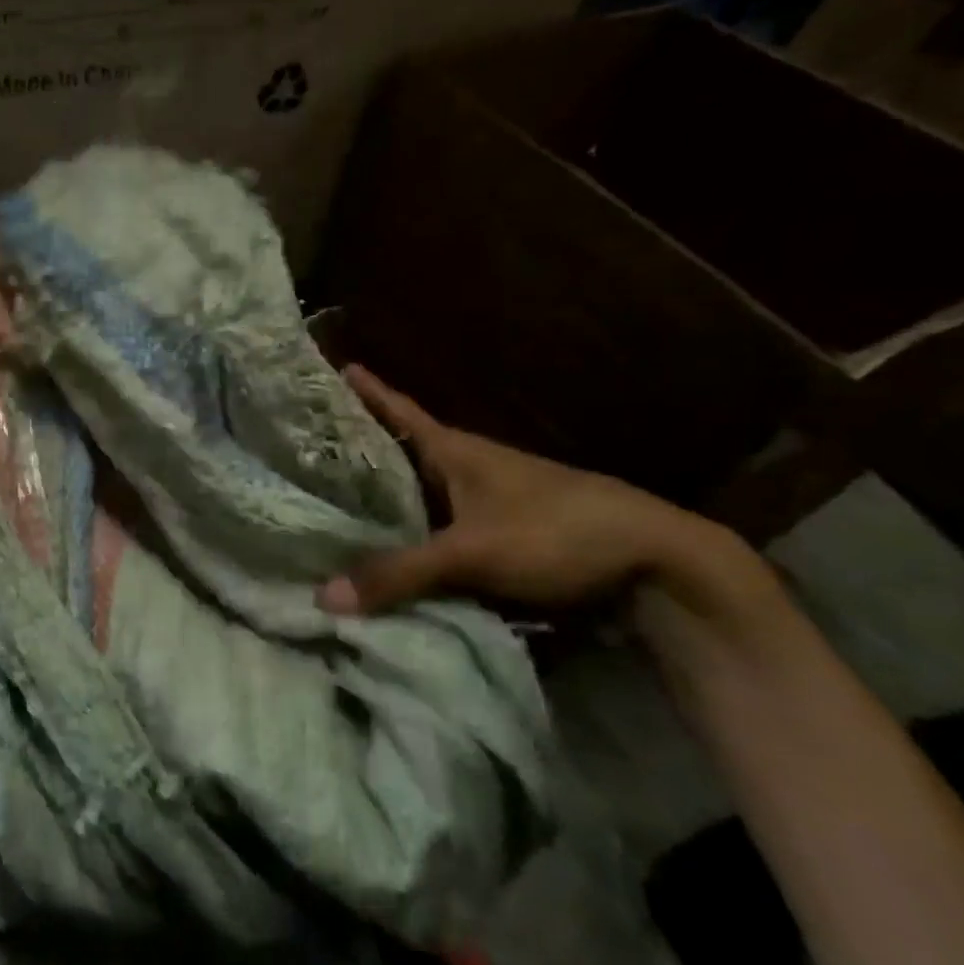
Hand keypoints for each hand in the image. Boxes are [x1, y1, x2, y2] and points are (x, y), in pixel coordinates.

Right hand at [318, 366, 724, 614]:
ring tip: (335, 504)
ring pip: (420, 494)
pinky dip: (412, 535)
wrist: (653, 562)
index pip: (399, 411)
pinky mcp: (501, 534)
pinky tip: (390, 549)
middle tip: (310, 450)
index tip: (335, 367)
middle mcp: (466, 468)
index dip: (368, 391)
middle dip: (359, 451)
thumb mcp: (471, 552)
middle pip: (402, 452)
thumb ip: (400, 574)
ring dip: (384, 498)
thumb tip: (324, 597)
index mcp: (454, 450)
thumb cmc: (556, 531)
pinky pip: (439, 528)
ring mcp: (486, 502)